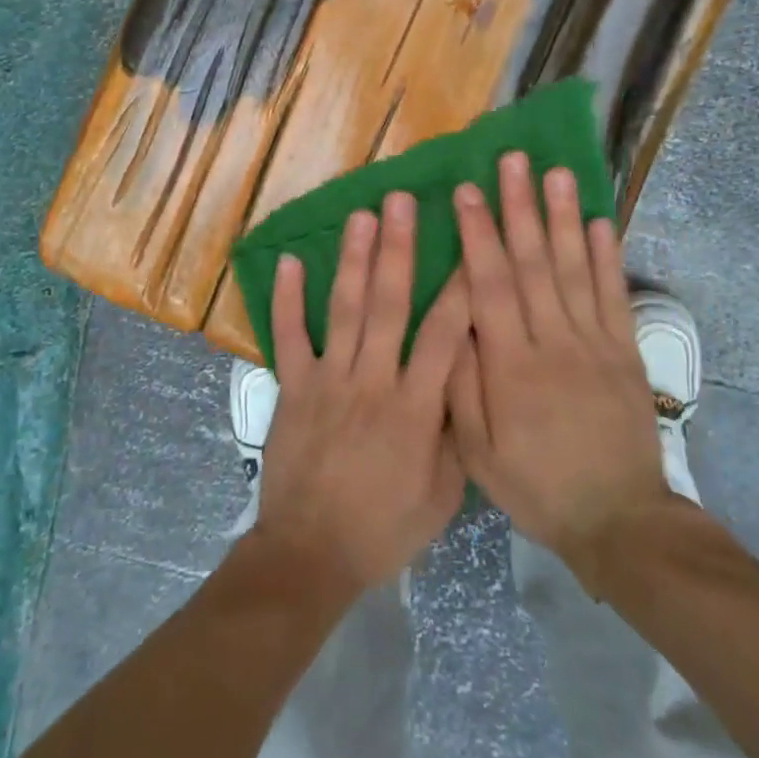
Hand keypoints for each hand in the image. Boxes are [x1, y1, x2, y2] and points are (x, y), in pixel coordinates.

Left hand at [254, 193, 470, 596]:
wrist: (311, 556)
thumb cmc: (383, 529)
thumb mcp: (442, 496)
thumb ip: (456, 434)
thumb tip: (466, 381)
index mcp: (416, 409)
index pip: (444, 335)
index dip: (460, 287)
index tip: (470, 242)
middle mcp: (373, 382)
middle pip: (390, 305)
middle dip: (399, 249)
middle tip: (403, 201)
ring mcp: (328, 381)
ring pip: (345, 310)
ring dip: (354, 260)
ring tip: (362, 215)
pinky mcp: (293, 388)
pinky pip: (289, 337)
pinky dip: (288, 300)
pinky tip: (292, 262)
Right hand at [448, 153, 670, 575]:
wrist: (617, 520)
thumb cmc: (535, 484)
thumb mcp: (478, 451)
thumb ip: (460, 385)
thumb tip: (450, 321)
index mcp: (511, 365)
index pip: (489, 285)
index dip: (476, 234)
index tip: (466, 191)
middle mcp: (554, 342)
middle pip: (533, 263)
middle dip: (520, 207)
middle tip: (512, 160)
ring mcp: (595, 343)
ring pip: (575, 269)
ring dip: (564, 217)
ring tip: (556, 173)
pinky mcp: (625, 352)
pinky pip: (614, 296)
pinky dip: (608, 257)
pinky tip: (600, 221)